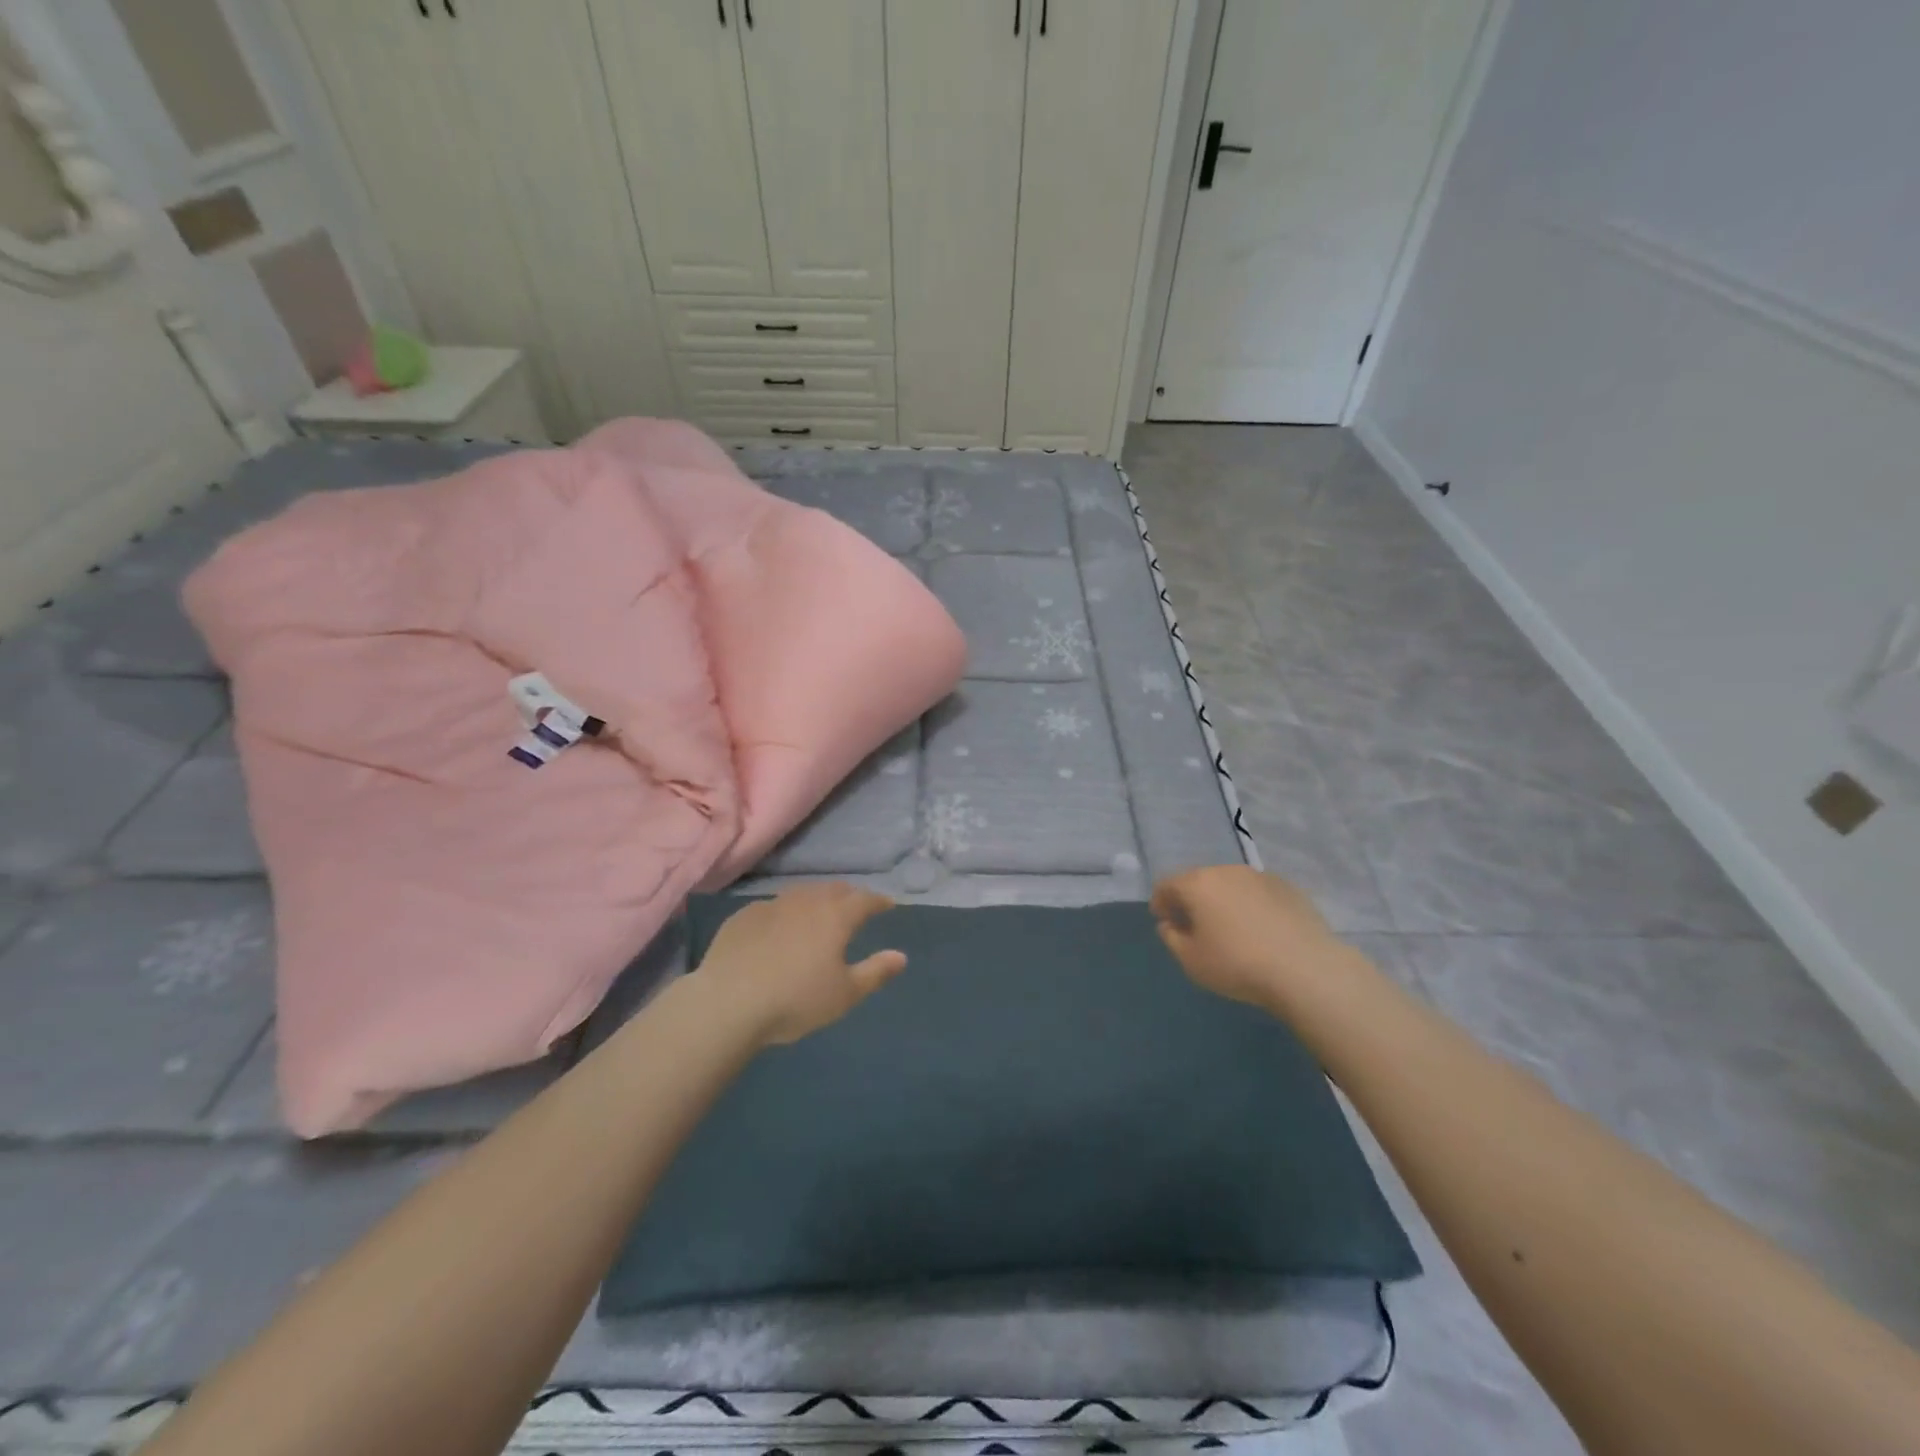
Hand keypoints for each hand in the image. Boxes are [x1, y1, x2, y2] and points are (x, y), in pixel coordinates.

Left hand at [694, 883, 905, 1045]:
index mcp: (836, 917)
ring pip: (802, 893)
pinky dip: (785, 913)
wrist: (728, 1003)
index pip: (865, 900)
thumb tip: (901, 956)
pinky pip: (773, 907)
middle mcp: (806, 902)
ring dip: (816, 899)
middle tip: (855, 907)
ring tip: (819, 912)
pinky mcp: (744, 916)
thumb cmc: (795, 1000)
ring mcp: (772, 905)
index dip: (878, 902)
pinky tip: (779, 928)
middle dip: (849, 896)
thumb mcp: (844, 994)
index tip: (887, 905)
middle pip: (834, 890)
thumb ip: (875, 972)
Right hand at [1150, 865, 1345, 1008]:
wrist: (1305, 969)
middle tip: (1195, 925)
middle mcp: (1226, 871)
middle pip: (1199, 881)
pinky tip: (1261, 930)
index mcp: (1197, 884)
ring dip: (1223, 900)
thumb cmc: (1237, 964)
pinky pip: (1258, 893)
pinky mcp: (1288, 887)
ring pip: (1230, 884)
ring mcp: (1260, 876)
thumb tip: (1169, 924)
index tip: (1164, 921)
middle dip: (1192, 900)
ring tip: (1230, 928)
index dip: (1160, 901)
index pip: (1167, 884)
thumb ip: (1171, 938)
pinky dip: (1251, 905)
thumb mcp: (1191, 960)